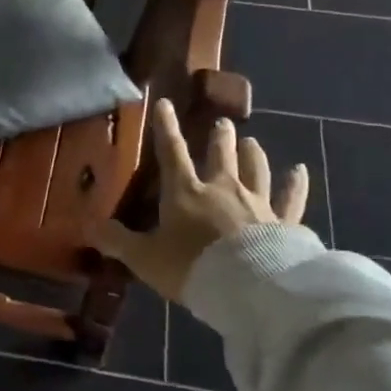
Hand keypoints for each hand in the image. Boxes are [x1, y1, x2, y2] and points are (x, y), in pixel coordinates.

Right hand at [93, 98, 309, 300]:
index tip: (165, 104)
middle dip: (219, 138)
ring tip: (252, 141)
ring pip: (255, 170)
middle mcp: (222, 189)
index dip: (166, 128)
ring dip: (252, 154)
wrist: (249, 287)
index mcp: (185, 192)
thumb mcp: (145, 258)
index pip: (172, 153)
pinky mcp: (284, 222)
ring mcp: (256, 203)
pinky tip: (300, 171)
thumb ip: (118, 241)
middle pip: (221, 155)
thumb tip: (90, 227)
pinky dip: (295, 185)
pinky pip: (291, 199)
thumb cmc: (192, 267)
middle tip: (223, 124)